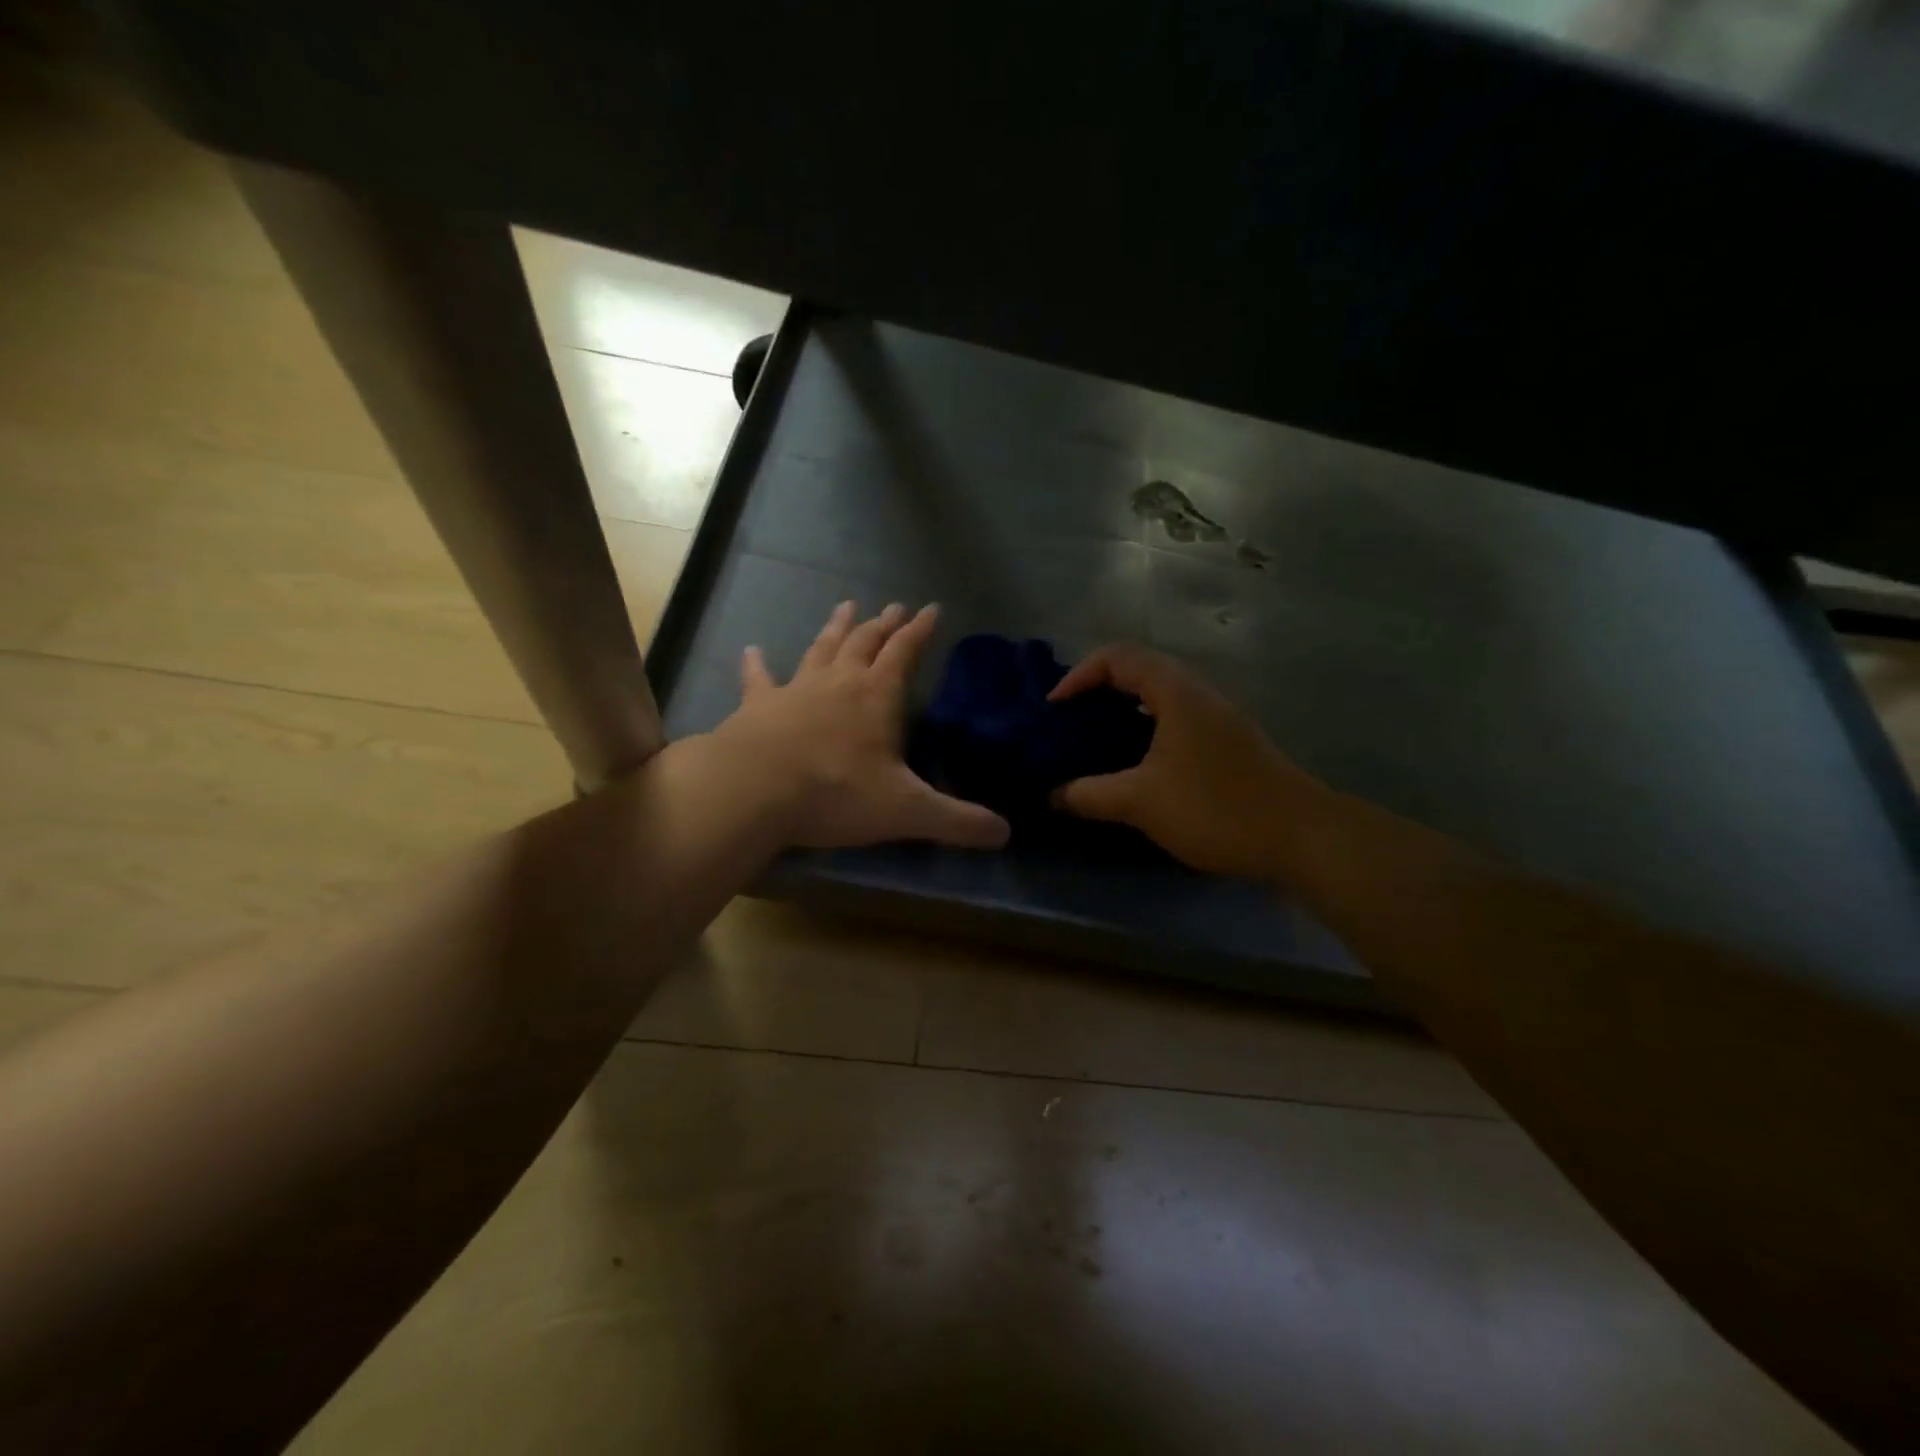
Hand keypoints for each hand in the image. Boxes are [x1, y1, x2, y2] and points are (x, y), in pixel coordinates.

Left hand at [715, 602, 1010, 850]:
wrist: (754, 789)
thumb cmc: (836, 793)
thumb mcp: (907, 811)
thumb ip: (957, 822)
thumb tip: (1005, 834)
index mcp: (877, 696)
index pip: (905, 652)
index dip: (920, 631)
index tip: (931, 608)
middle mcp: (838, 682)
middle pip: (865, 643)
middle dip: (883, 625)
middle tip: (894, 607)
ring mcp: (795, 689)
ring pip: (821, 649)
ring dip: (835, 628)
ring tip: (845, 605)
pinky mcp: (757, 706)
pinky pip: (759, 679)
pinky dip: (756, 664)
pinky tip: (751, 649)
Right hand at [1048, 644, 1324, 878]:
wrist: (1301, 837)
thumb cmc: (1216, 807)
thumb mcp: (1141, 802)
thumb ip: (1090, 795)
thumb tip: (1052, 795)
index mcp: (1176, 693)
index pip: (1118, 657)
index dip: (1079, 674)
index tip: (1055, 708)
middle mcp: (1199, 694)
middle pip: (1139, 670)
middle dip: (1098, 690)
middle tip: (1070, 722)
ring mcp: (1218, 718)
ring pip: (1159, 697)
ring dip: (1122, 711)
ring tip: (1094, 742)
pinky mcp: (1229, 743)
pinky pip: (1175, 720)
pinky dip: (1145, 730)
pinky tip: (1135, 766)